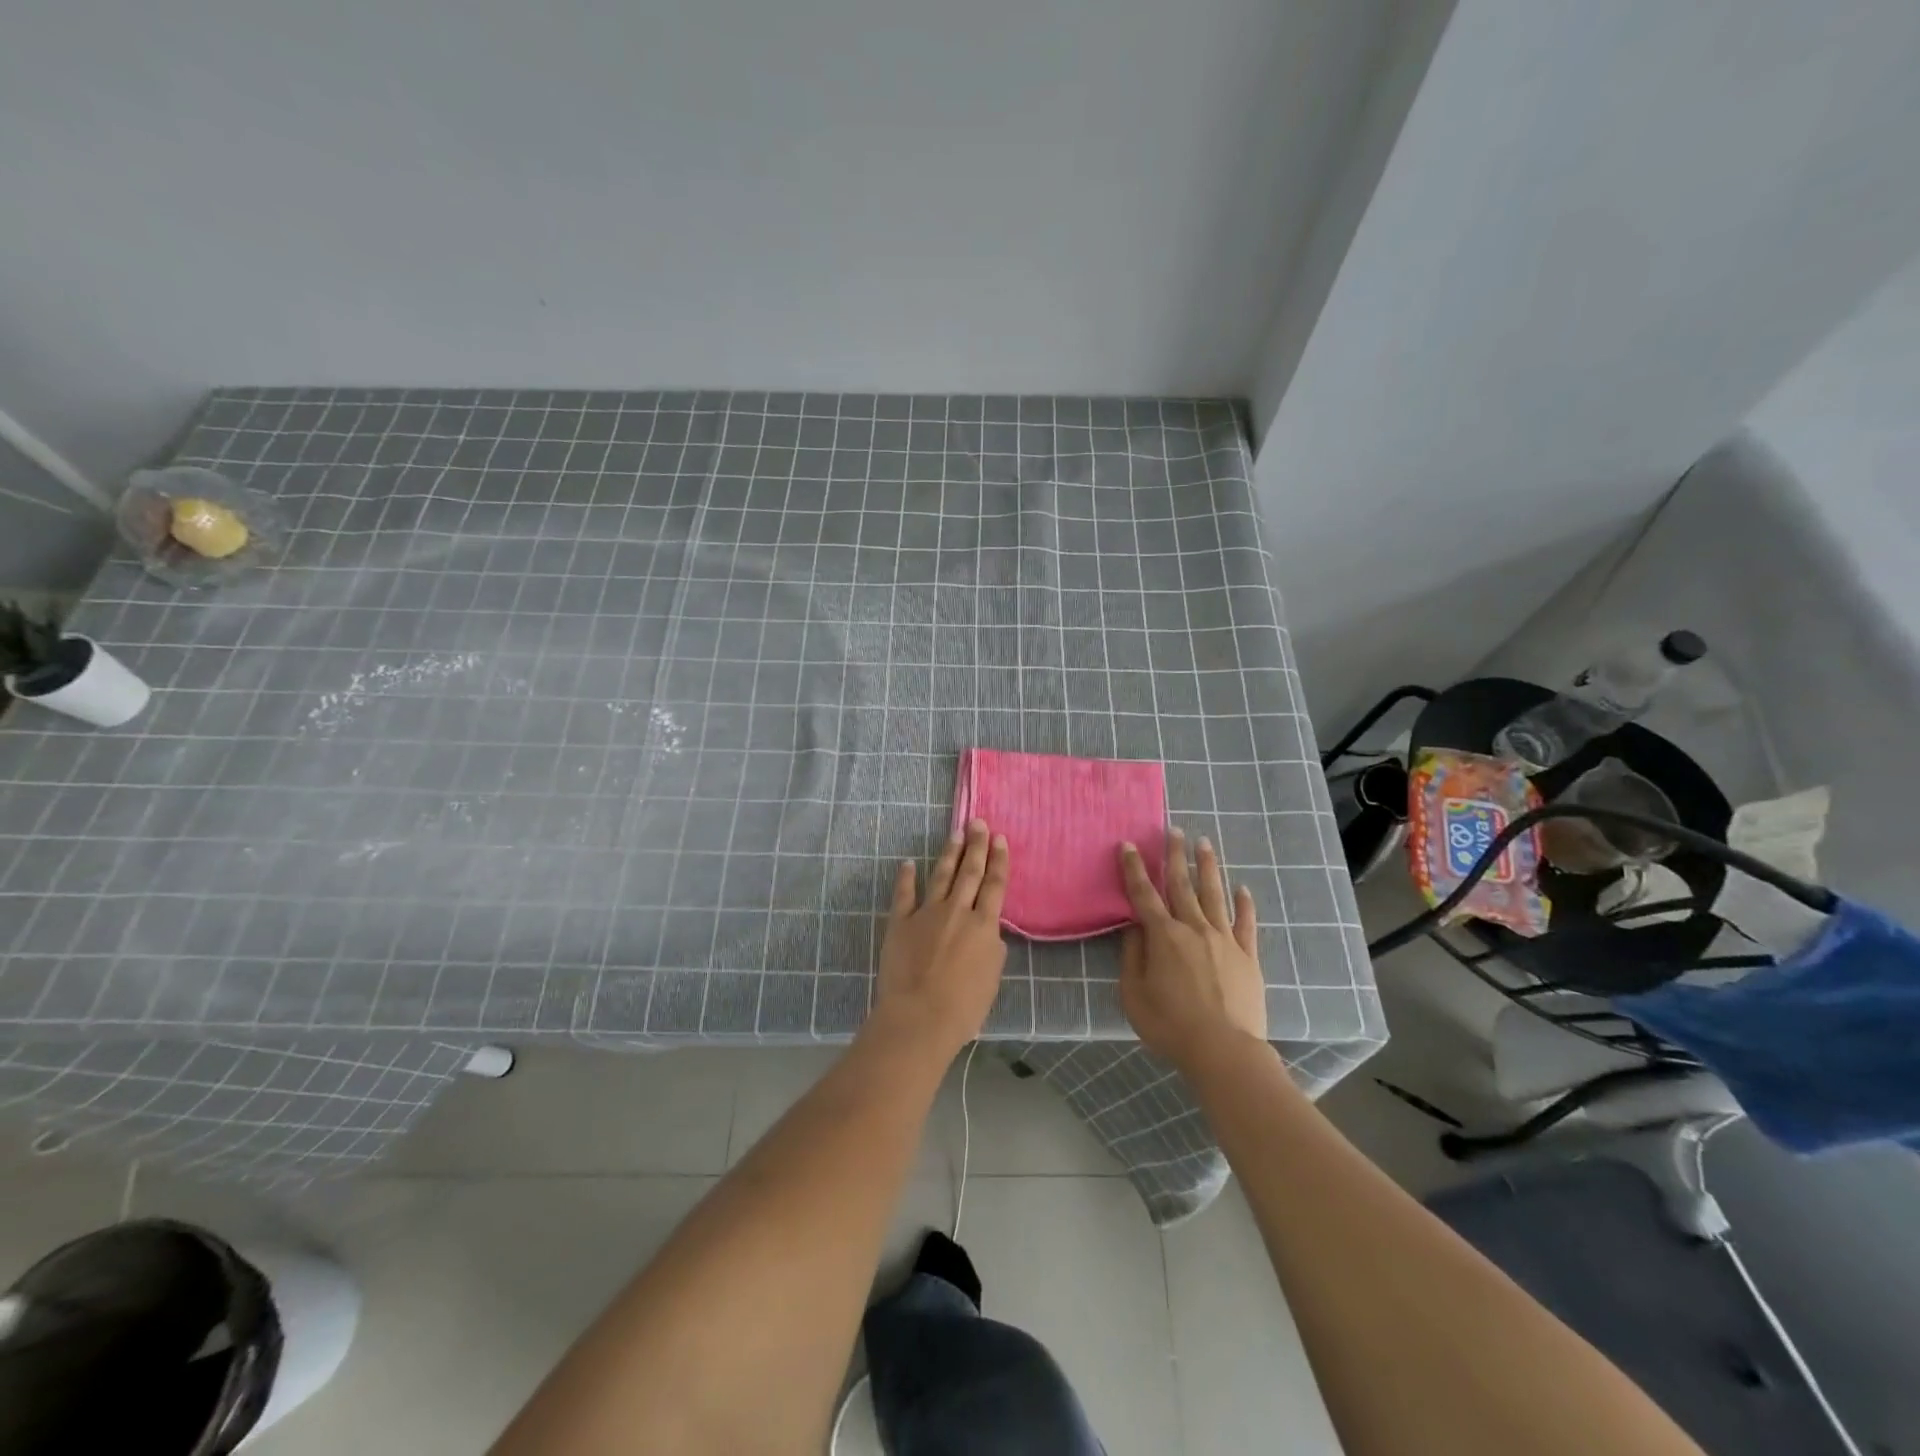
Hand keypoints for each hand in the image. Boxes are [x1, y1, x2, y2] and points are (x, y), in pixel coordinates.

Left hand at [871, 818, 1008, 1058]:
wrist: (919, 1017)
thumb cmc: (963, 1007)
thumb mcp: (991, 978)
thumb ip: (992, 949)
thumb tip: (988, 931)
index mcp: (983, 926)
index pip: (995, 885)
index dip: (999, 860)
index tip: (999, 838)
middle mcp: (957, 911)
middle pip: (970, 872)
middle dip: (976, 846)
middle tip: (977, 823)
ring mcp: (926, 914)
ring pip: (940, 876)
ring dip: (949, 854)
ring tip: (955, 833)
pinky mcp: (900, 923)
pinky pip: (904, 895)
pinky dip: (905, 878)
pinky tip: (907, 863)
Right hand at [1118, 828, 1265, 1071]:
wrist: (1224, 1051)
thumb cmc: (1170, 1025)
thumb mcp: (1134, 994)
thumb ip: (1132, 957)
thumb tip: (1134, 928)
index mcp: (1163, 936)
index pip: (1144, 895)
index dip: (1135, 869)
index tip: (1130, 845)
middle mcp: (1194, 928)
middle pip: (1182, 885)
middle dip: (1175, 855)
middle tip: (1174, 830)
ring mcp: (1224, 940)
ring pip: (1215, 895)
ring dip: (1208, 867)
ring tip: (1205, 844)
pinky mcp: (1247, 956)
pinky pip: (1246, 924)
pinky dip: (1244, 905)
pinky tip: (1243, 889)